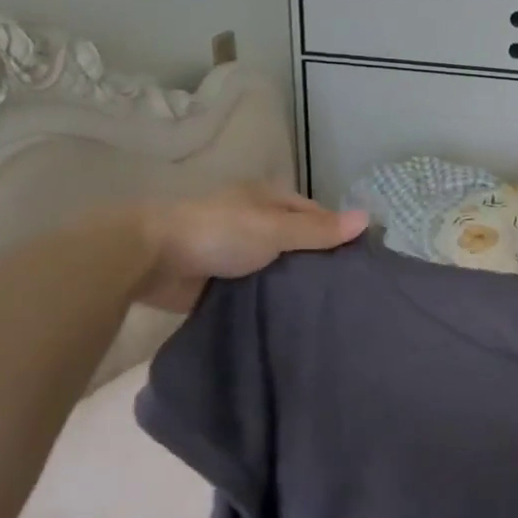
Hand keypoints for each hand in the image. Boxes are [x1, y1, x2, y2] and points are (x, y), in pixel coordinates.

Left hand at [136, 182, 367, 311]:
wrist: (149, 260)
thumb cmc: (218, 232)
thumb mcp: (276, 229)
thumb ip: (319, 230)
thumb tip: (368, 218)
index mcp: (268, 200)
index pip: (315, 215)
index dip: (336, 233)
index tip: (359, 262)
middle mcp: (255, 222)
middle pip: (297, 242)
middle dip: (317, 263)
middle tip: (347, 292)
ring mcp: (236, 252)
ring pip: (277, 268)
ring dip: (293, 284)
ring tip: (327, 310)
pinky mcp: (220, 280)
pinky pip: (256, 290)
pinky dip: (270, 300)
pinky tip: (292, 318)